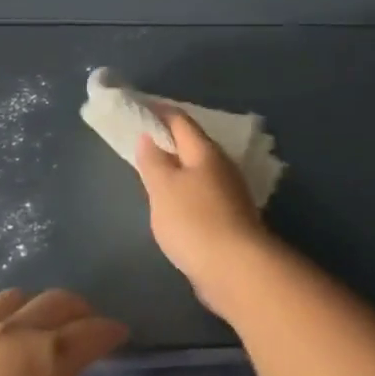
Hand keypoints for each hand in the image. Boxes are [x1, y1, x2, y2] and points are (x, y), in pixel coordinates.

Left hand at [0, 288, 127, 375]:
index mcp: (53, 357)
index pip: (94, 332)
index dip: (111, 331)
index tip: (120, 335)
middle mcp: (16, 333)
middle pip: (56, 302)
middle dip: (79, 311)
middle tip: (85, 326)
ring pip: (11, 299)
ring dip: (32, 308)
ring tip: (34, 328)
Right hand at [135, 108, 276, 316]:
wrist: (235, 268)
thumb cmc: (194, 221)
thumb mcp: (163, 188)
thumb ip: (154, 161)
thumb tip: (149, 137)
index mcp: (205, 151)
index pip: (180, 121)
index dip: (159, 112)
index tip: (139, 107)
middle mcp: (221, 166)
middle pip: (192, 145)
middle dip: (169, 140)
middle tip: (142, 140)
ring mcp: (229, 192)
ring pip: (198, 171)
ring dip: (177, 168)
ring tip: (154, 172)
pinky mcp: (230, 217)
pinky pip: (202, 194)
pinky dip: (185, 191)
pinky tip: (174, 204)